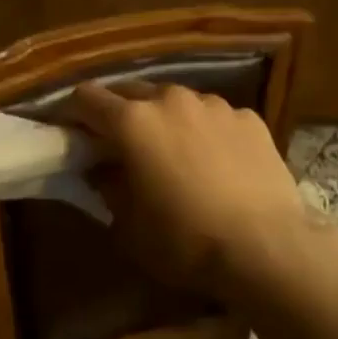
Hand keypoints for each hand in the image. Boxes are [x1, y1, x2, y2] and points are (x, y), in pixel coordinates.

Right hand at [61, 81, 314, 294]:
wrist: (267, 247)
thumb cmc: (185, 240)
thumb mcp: (129, 224)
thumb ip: (107, 185)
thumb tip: (100, 168)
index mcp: (132, 121)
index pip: (85, 98)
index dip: (72, 114)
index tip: (71, 134)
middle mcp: (170, 99)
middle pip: (129, 91)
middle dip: (117, 112)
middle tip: (117, 143)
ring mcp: (214, 105)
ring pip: (175, 100)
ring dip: (163, 119)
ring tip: (172, 151)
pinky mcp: (249, 118)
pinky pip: (213, 116)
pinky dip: (204, 131)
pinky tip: (215, 162)